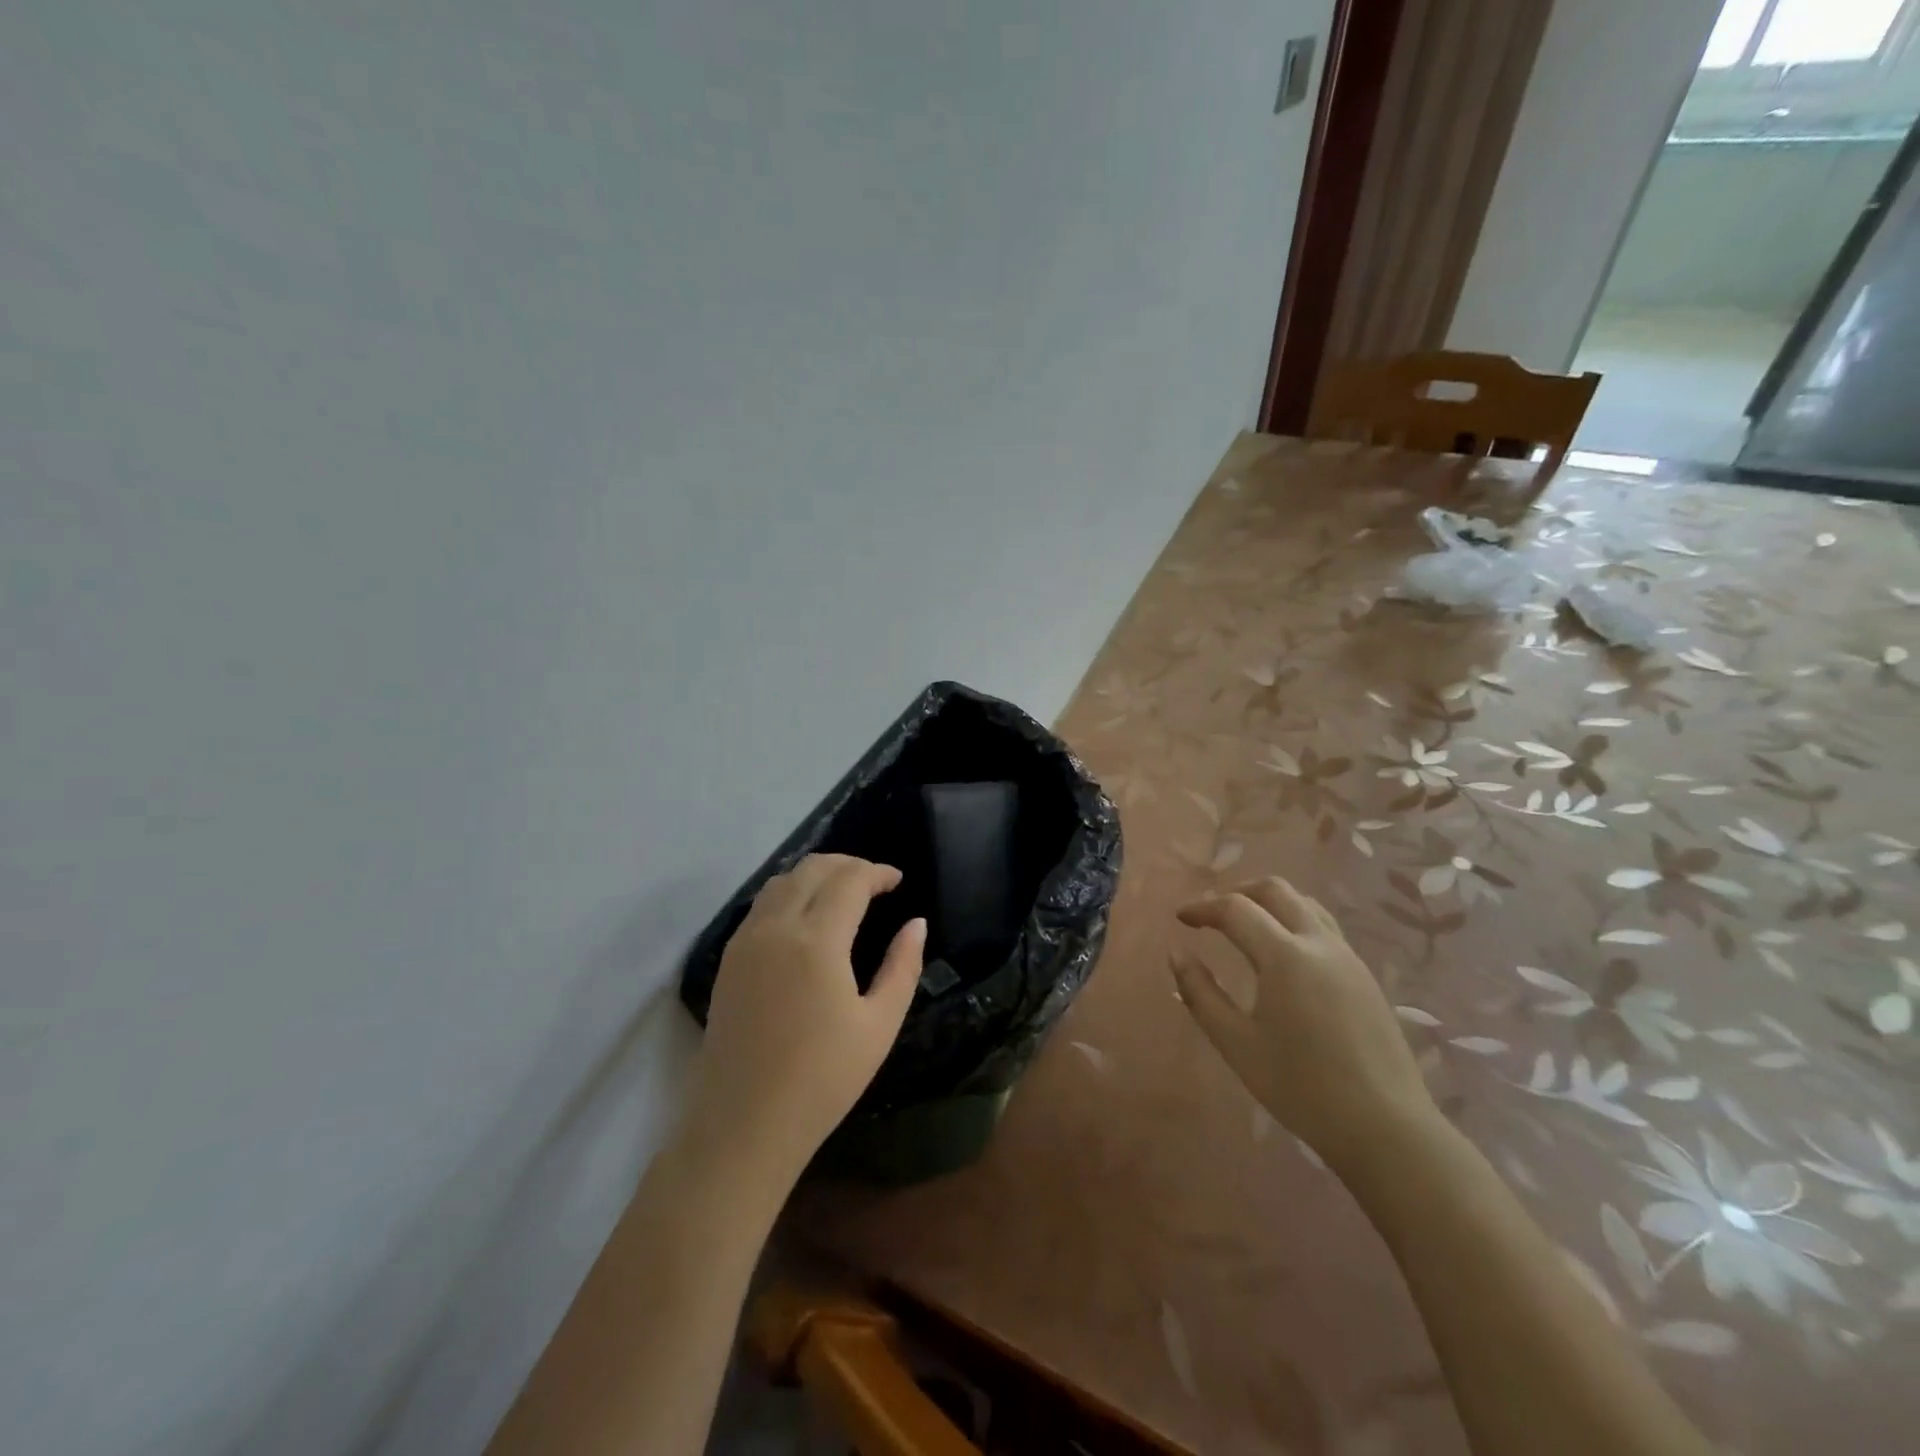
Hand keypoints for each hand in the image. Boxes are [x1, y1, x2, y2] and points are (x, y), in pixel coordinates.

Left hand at [680, 854, 924, 1187]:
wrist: (743, 1125)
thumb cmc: (822, 1079)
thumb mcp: (879, 1025)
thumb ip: (902, 967)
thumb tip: (916, 924)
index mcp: (816, 940)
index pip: (849, 880)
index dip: (877, 872)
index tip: (897, 880)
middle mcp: (775, 927)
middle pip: (812, 868)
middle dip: (848, 865)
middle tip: (875, 882)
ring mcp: (745, 941)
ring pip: (781, 881)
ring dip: (816, 875)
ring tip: (843, 893)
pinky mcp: (729, 960)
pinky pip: (761, 904)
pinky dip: (789, 893)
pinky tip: (806, 917)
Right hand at [1171, 876, 1436, 1172]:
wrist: (1386, 1128)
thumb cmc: (1301, 1088)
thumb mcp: (1236, 1044)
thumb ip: (1200, 993)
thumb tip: (1176, 953)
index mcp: (1285, 956)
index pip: (1236, 909)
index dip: (1202, 907)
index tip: (1180, 918)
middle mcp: (1319, 943)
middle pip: (1275, 890)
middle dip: (1237, 891)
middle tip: (1211, 913)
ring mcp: (1348, 957)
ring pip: (1305, 904)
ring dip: (1269, 902)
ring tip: (1245, 925)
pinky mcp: (1365, 976)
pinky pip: (1324, 927)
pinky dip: (1293, 920)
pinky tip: (1282, 954)